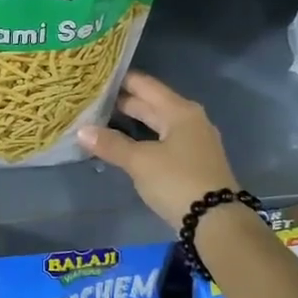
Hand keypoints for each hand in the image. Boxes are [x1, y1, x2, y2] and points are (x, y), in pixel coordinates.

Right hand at [77, 72, 239, 229]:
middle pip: (151, 103)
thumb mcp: (140, 162)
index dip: (120, 80)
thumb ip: (111, 144)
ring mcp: (193, 141)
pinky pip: (161, 140)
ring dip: (131, 122)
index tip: (95, 76)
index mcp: (180, 111)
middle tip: (90, 99)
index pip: (144, 85)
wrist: (216, 221)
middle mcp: (189, 119)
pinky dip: (142, 138)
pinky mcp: (192, 161)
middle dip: (122, 102)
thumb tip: (81, 131)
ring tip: (100, 120)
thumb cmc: (178, 181)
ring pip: (156, 123)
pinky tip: (124, 145)